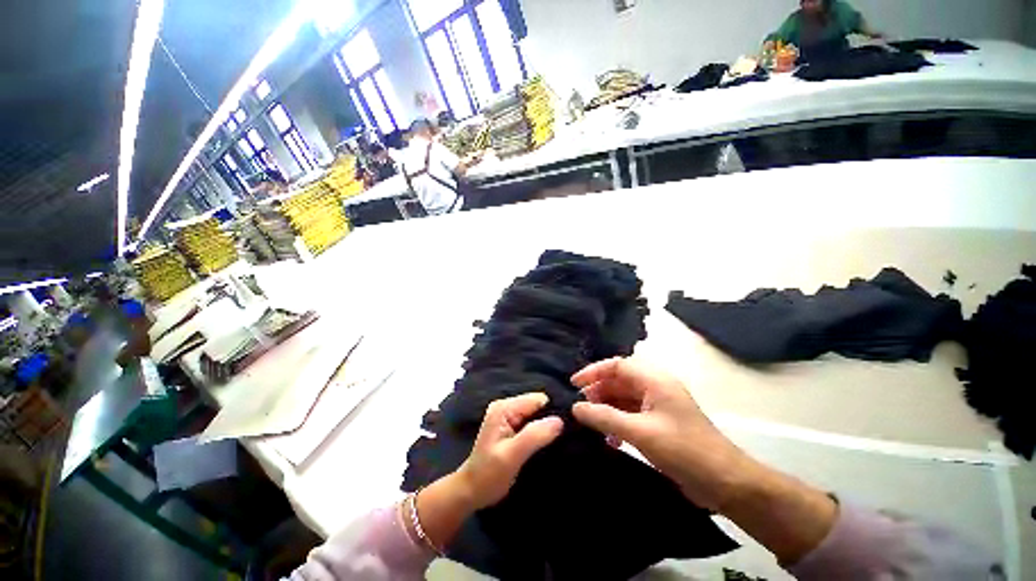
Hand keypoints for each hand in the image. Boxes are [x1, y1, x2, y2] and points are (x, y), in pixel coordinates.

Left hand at [455, 393, 563, 508]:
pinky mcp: (513, 427)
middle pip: (538, 405)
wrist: (472, 492)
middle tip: (559, 440)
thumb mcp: (511, 455)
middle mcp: (506, 407)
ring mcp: (509, 417)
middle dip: (549, 420)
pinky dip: (540, 434)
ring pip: (537, 415)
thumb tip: (560, 421)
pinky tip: (546, 446)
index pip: (537, 399)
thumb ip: (534, 435)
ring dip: (546, 428)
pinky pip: (533, 424)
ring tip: (554, 444)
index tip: (562, 431)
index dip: (551, 412)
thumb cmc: (488, 475)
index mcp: (504, 408)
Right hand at [571, 357, 751, 510]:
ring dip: (607, 409)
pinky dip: (617, 423)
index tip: (574, 384)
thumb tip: (575, 407)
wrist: (725, 483)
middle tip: (580, 408)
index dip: (593, 371)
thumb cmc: (683, 450)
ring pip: (623, 399)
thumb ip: (605, 417)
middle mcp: (655, 387)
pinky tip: (609, 438)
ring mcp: (658, 406)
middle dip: (598, 392)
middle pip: (619, 382)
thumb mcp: (640, 432)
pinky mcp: (659, 424)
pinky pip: (631, 415)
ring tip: (590, 423)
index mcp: (654, 380)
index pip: (617, 365)